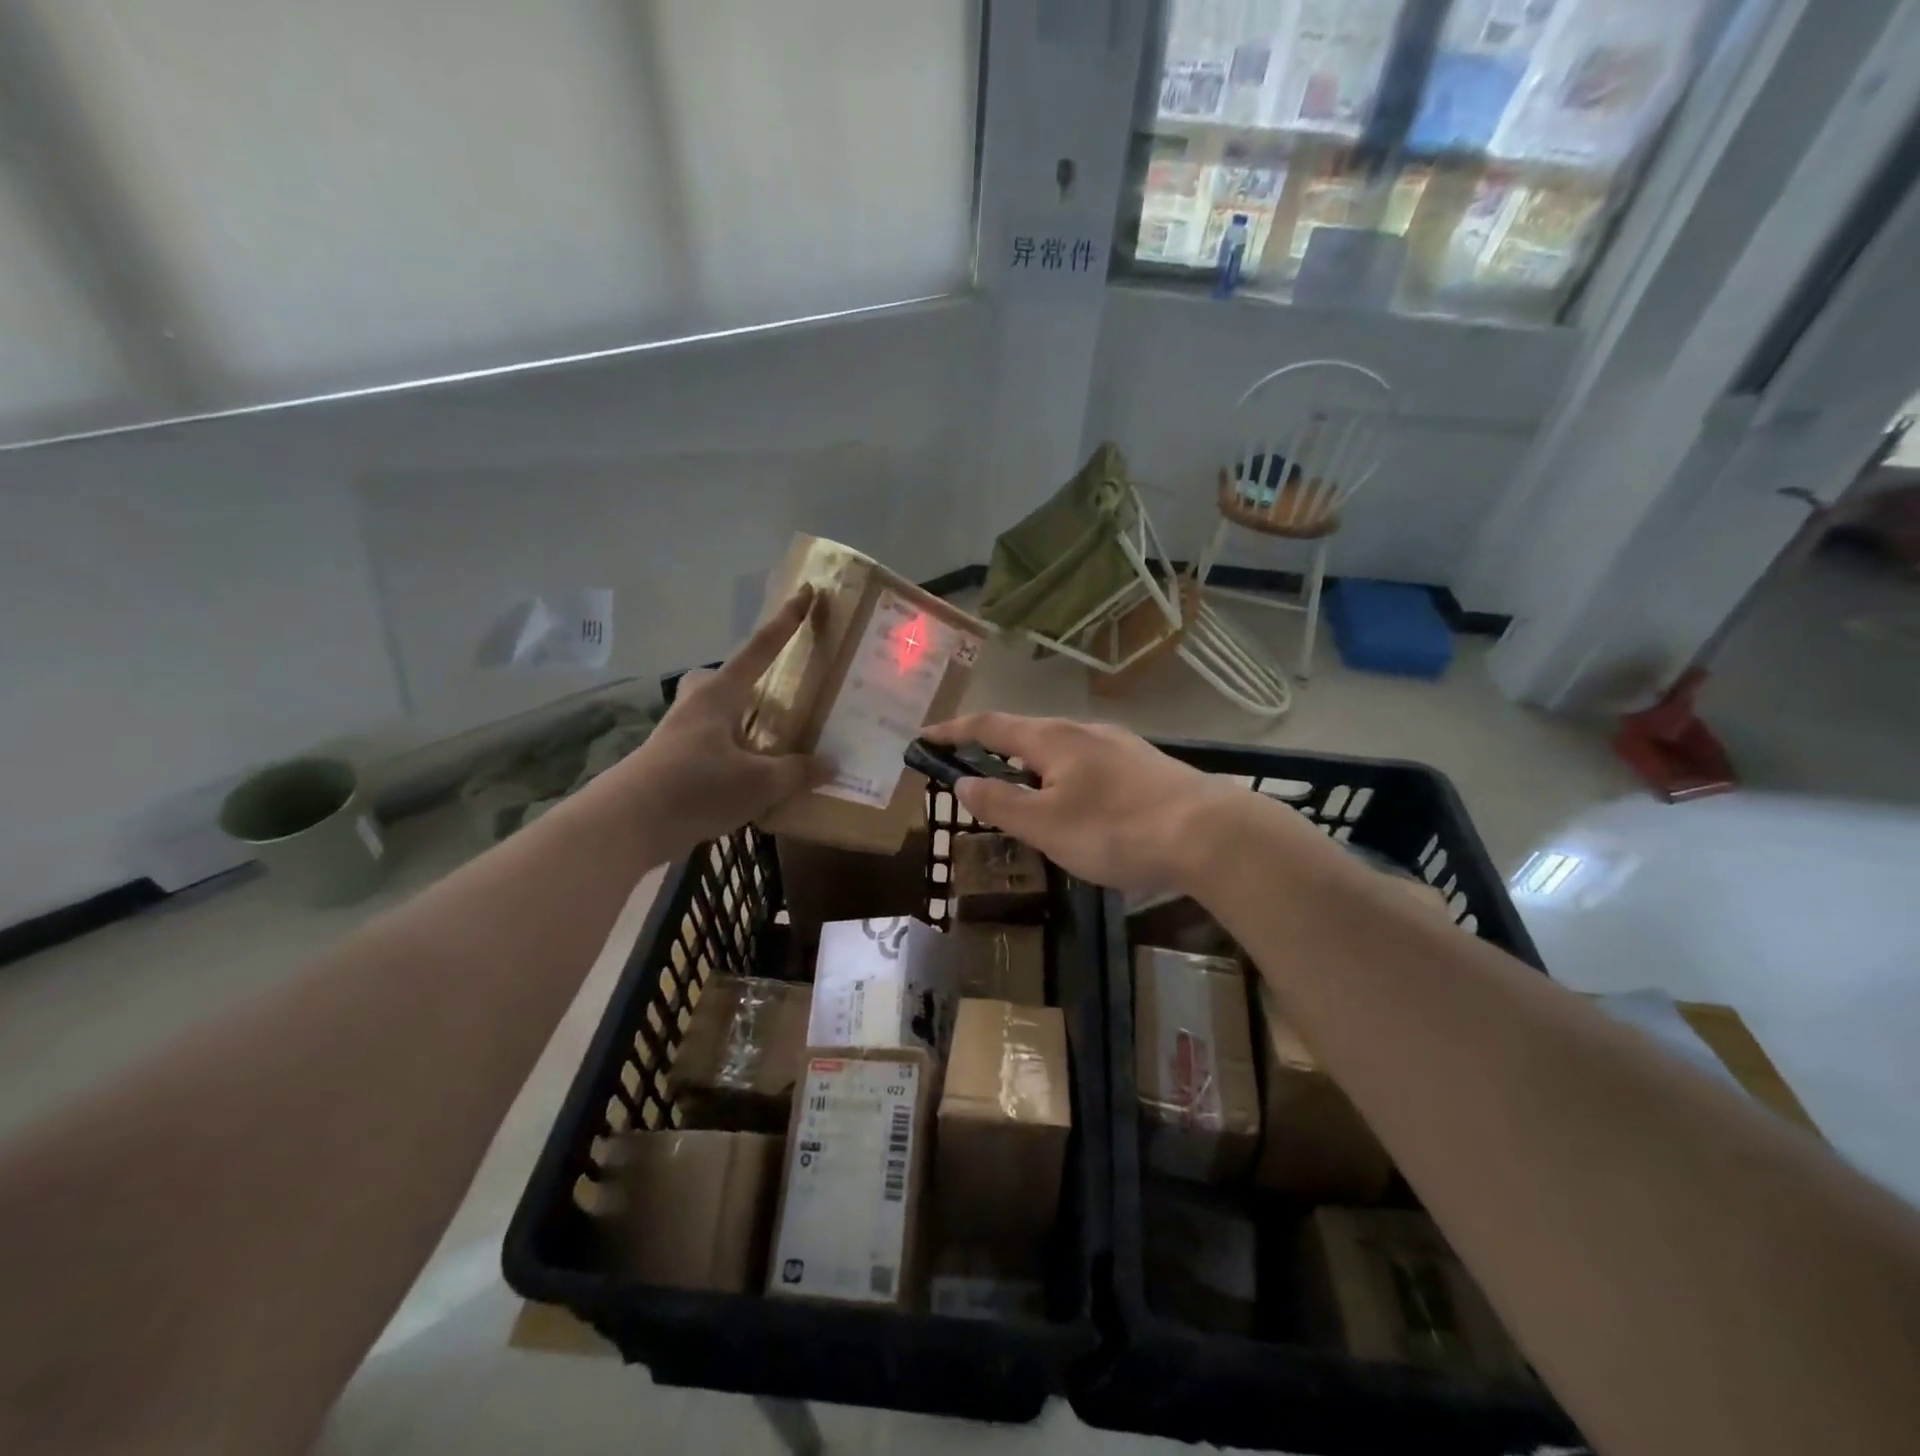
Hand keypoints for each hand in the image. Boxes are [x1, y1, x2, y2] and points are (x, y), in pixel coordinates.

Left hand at [608, 588, 828, 852]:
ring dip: (738, 722)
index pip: (760, 649)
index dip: (786, 622)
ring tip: (770, 747)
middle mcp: (697, 707)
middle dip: (743, 680)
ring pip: (713, 714)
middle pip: (720, 679)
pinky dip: (731, 757)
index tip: (805, 593)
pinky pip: (709, 747)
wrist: (626, 824)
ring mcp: (679, 735)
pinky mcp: (671, 765)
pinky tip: (749, 782)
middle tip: (769, 696)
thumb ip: (797, 772)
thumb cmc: (695, 787)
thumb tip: (832, 764)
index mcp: (719, 695)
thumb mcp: (758, 783)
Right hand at [921, 713, 1278, 895]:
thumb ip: (1000, 802)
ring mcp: (1118, 744)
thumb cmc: (1115, 829)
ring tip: (1022, 795)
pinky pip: (1087, 763)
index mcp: (1051, 738)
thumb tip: (963, 783)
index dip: (954, 731)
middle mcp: (1083, 730)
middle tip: (973, 775)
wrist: (1208, 834)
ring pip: (1060, 749)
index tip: (925, 736)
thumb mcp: (1046, 824)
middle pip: (1026, 733)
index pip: (989, 726)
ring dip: (1031, 766)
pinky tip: (1076, 804)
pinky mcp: (1143, 764)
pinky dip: (1063, 777)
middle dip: (993, 750)